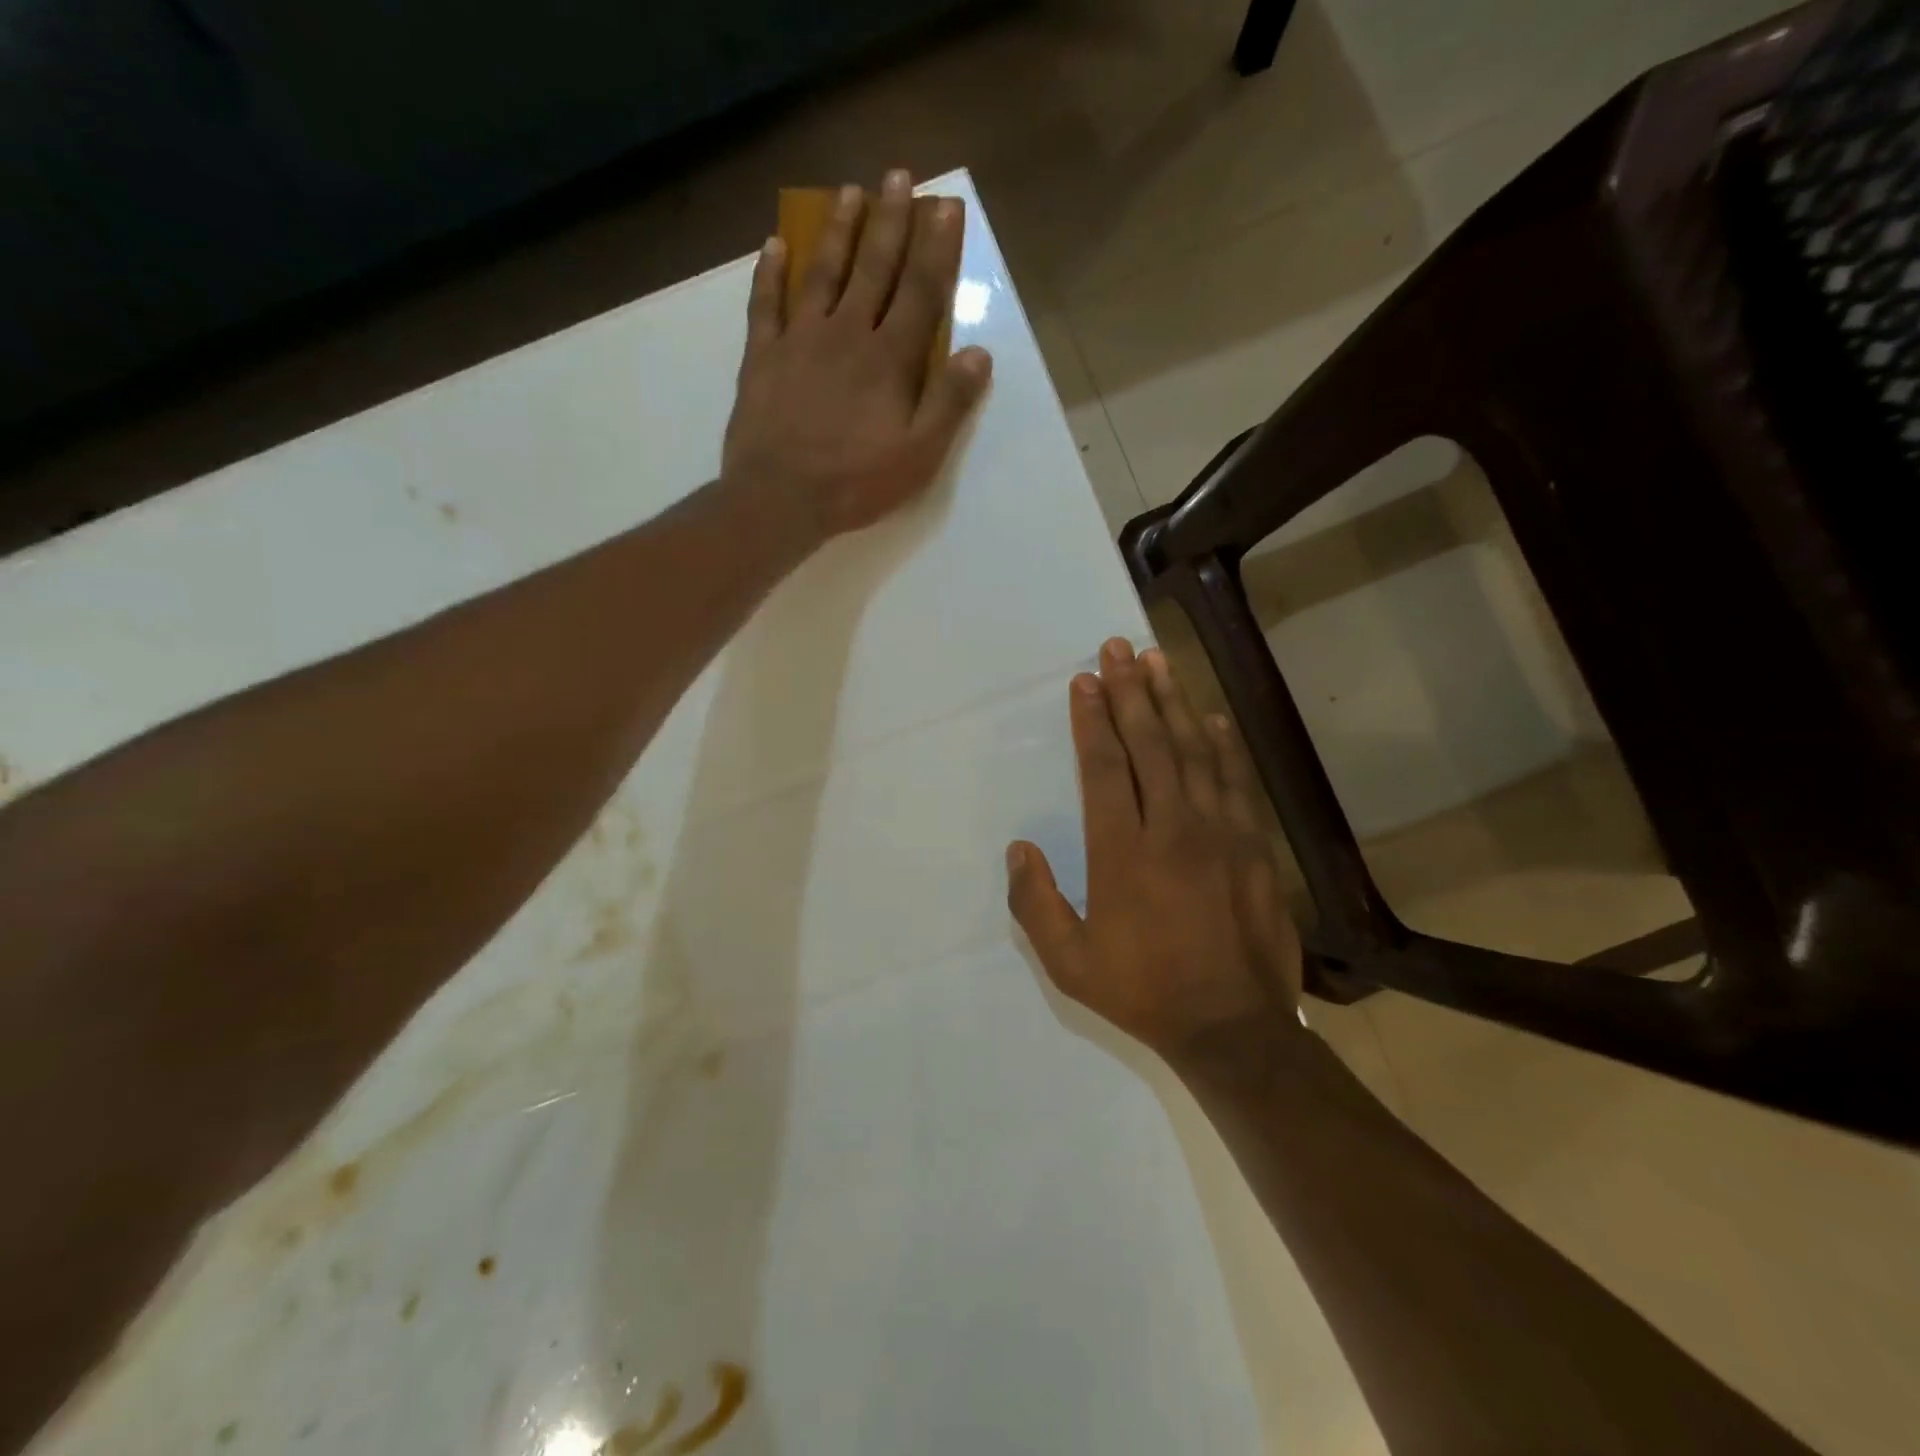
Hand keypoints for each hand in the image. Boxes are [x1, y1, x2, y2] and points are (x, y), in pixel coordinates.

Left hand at [722, 169, 993, 539]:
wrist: (780, 498)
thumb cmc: (857, 483)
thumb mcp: (919, 456)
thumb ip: (950, 403)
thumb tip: (979, 354)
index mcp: (890, 359)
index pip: (920, 292)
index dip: (936, 249)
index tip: (946, 207)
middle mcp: (847, 334)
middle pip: (873, 268)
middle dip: (890, 221)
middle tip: (898, 176)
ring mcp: (800, 340)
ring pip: (822, 273)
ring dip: (838, 231)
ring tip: (849, 193)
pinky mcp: (763, 357)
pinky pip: (766, 304)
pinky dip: (770, 273)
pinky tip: (774, 246)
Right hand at [1007, 639, 1303, 1060]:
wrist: (1233, 1027)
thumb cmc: (1143, 992)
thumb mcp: (1069, 964)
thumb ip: (1035, 904)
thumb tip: (1019, 848)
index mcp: (1122, 854)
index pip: (1105, 769)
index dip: (1093, 721)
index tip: (1085, 681)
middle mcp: (1171, 829)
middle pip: (1149, 745)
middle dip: (1130, 692)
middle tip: (1119, 648)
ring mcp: (1218, 833)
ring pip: (1192, 752)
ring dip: (1172, 703)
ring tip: (1158, 662)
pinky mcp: (1252, 845)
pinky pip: (1234, 781)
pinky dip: (1221, 745)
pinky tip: (1211, 718)